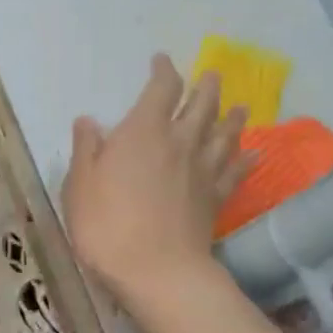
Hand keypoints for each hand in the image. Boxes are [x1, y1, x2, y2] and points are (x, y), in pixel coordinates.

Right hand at [63, 55, 250, 308]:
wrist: (155, 270)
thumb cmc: (106, 225)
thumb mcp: (79, 186)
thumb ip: (85, 150)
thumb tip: (88, 120)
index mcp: (144, 132)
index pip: (161, 88)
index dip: (163, 70)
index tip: (161, 61)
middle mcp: (180, 141)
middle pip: (202, 105)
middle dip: (206, 86)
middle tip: (211, 76)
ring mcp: (203, 170)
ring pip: (224, 134)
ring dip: (231, 117)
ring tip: (238, 107)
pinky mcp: (216, 198)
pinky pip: (236, 171)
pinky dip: (246, 159)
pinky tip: (253, 154)